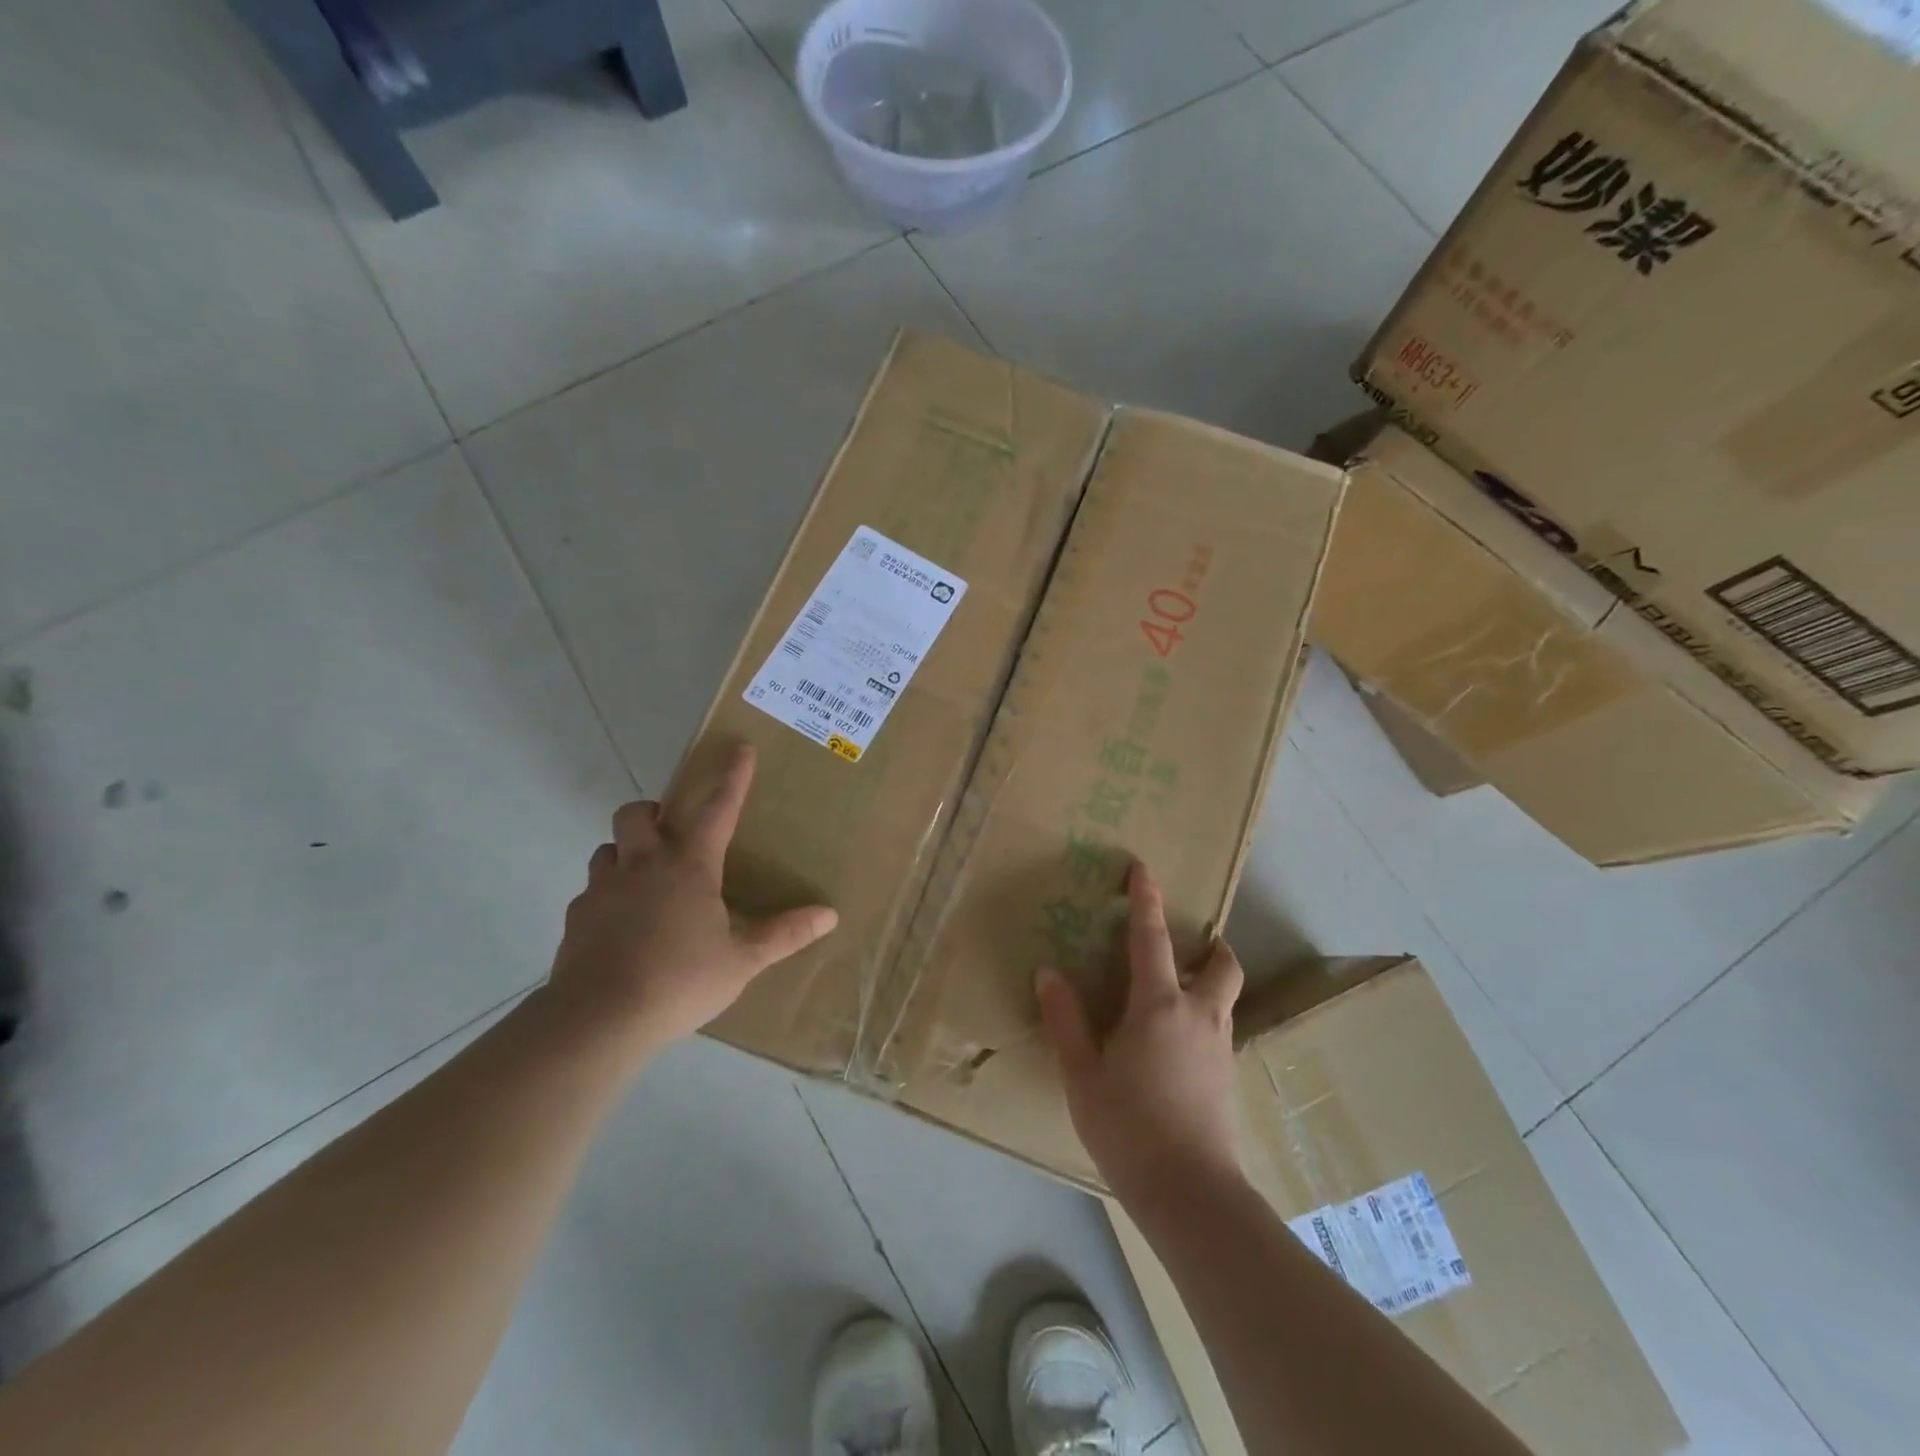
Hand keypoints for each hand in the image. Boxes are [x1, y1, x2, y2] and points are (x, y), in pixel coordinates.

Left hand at [544, 744, 837, 1059]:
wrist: (599, 1020)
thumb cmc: (680, 981)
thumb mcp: (742, 961)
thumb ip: (784, 934)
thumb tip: (830, 915)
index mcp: (690, 867)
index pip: (718, 810)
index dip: (732, 778)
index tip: (739, 748)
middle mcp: (643, 866)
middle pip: (636, 814)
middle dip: (652, 812)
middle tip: (669, 833)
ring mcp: (603, 890)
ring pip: (607, 848)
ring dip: (625, 852)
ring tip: (643, 878)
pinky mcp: (576, 918)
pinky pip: (590, 891)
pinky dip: (606, 895)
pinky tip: (619, 924)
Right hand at [1036, 862, 1244, 1209]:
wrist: (1191, 1195)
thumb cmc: (1128, 1127)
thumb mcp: (1082, 1074)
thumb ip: (1066, 1020)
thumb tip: (1049, 973)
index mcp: (1159, 1006)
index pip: (1152, 938)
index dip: (1147, 900)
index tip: (1144, 869)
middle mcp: (1199, 1015)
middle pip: (1221, 965)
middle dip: (1211, 945)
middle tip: (1190, 944)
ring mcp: (1220, 1047)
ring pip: (1225, 998)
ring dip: (1209, 982)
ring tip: (1177, 995)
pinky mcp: (1229, 1078)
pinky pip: (1220, 1029)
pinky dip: (1204, 1019)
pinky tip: (1178, 1046)